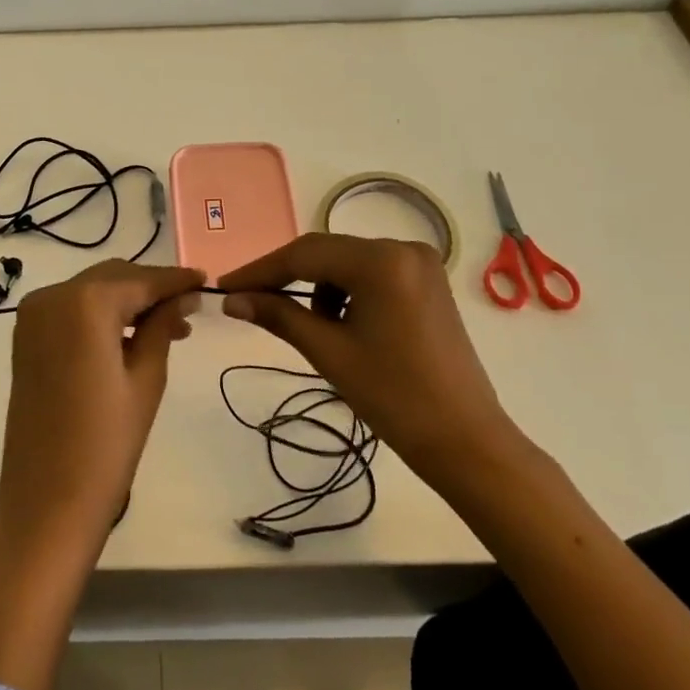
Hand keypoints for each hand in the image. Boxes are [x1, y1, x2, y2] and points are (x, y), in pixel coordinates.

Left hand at [0, 259, 204, 567]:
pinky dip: (100, 314)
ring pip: (92, 290)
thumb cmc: (106, 444)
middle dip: (151, 289)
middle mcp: (52, 296)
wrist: (46, 502)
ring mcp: (32, 315)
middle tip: (188, 312)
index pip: (141, 280)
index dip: (176, 280)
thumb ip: (162, 326)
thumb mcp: (146, 380)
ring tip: (166, 328)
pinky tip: (128, 336)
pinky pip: (71, 309)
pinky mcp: (25, 336)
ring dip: (127, 301)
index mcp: (85, 303)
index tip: (205, 281)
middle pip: (114, 277)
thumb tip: (183, 296)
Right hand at [218, 234, 527, 505]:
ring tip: (310, 329)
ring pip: (347, 264)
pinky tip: (341, 325)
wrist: (465, 440)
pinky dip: (346, 293)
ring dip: (318, 288)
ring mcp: (420, 263)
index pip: (305, 255)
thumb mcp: (329, 352)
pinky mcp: (427, 282)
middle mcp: (403, 248)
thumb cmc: (394, 397)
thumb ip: (278, 315)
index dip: (260, 270)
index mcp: (381, 260)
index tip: (225, 287)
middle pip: (327, 254)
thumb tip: (232, 299)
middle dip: (286, 278)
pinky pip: (371, 275)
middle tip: (248, 301)